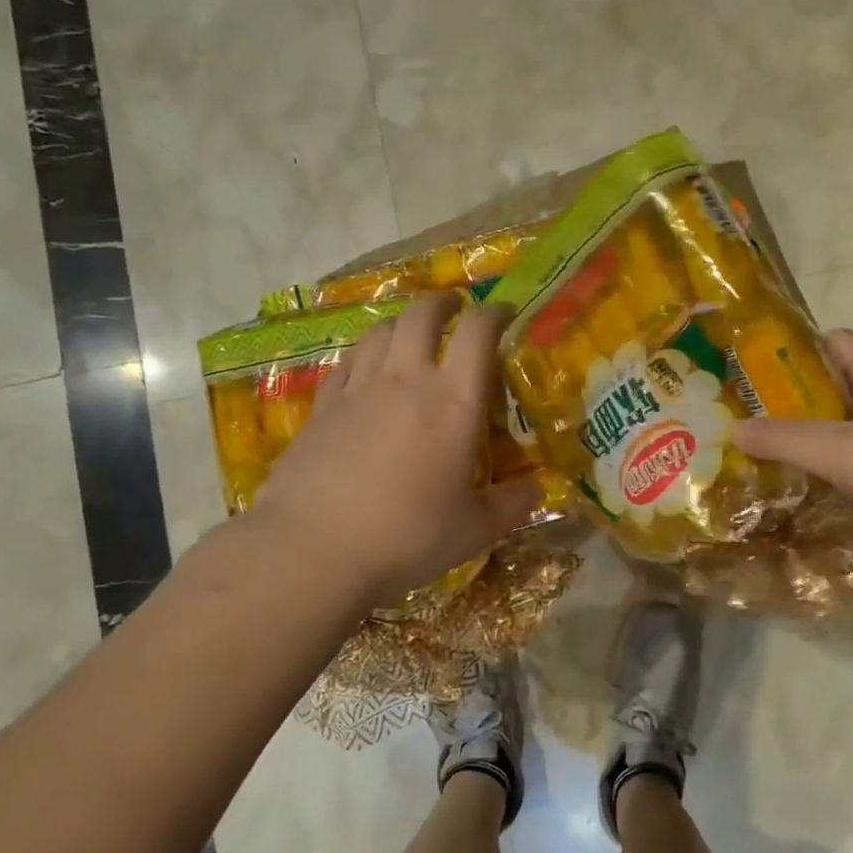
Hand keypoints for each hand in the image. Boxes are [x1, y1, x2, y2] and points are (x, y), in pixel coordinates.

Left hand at [244, 293, 539, 610]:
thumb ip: (509, 506)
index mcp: (453, 402)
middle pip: (422, 315)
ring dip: (402, 322)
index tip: (504, 313)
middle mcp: (406, 380)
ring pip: (381, 331)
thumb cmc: (405, 537)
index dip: (494, 313)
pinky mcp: (322, 407)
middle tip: (454, 307)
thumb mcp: (472, 531)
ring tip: (411, 332)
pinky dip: (365, 354)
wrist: (313, 549)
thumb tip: (538, 492)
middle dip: (442, 302)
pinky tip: (367, 368)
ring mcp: (358, 389)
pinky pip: (348, 362)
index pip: (477, 332)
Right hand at [735, 329, 852, 556]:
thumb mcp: (839, 453)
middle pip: (845, 375)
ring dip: (828, 422)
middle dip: (804, 392)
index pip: (835, 339)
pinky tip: (837, 473)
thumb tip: (734, 428)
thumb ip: (785, 439)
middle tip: (765, 414)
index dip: (797, 349)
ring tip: (791, 444)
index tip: (761, 373)